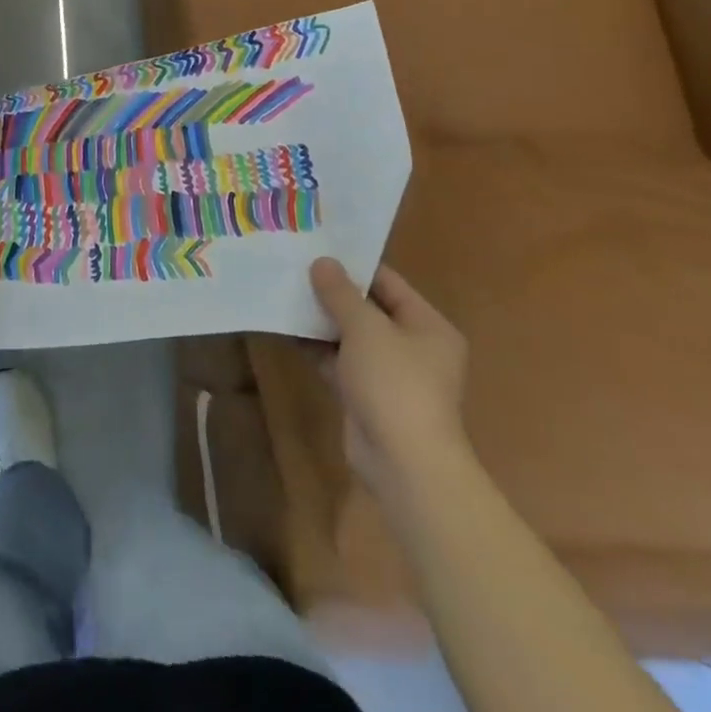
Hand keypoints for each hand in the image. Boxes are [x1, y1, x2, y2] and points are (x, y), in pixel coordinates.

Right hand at [308, 258, 469, 502]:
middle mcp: (413, 346)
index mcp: (427, 325)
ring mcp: (389, 373)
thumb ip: (341, 294)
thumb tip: (322, 262)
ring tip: (283, 293)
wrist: (403, 463)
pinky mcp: (366, 395)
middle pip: (367, 308)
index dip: (352, 265)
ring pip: (349, 335)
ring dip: (320, 319)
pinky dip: (316, 347)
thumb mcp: (365, 329)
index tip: (316, 248)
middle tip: (293, 268)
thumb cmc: (394, 384)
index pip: (388, 282)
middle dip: (331, 292)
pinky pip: (338, 361)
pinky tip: (285, 330)